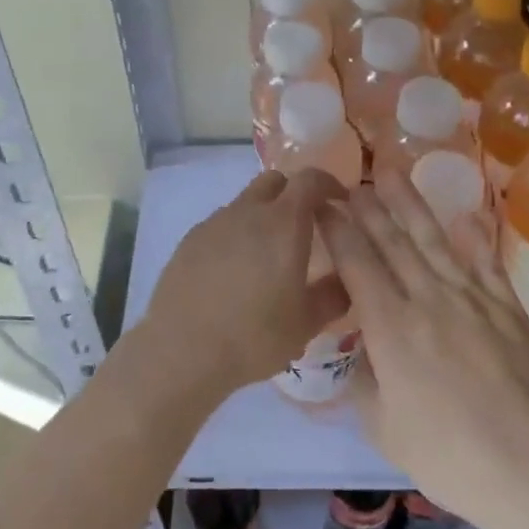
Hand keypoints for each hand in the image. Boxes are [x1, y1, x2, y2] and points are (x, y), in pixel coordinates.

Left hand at [133, 168, 350, 409]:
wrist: (182, 349)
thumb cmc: (254, 336)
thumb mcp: (306, 323)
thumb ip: (334, 295)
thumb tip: (346, 278)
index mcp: (283, 223)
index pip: (310, 179)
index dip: (329, 184)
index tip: (340, 202)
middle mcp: (248, 211)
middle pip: (275, 181)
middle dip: (294, 194)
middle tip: (305, 226)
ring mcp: (215, 222)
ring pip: (246, 202)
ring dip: (263, 215)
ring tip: (266, 256)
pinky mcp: (190, 239)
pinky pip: (222, 224)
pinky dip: (236, 234)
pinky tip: (234, 271)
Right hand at [320, 173, 528, 521]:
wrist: (527, 467)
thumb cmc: (445, 455)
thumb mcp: (382, 425)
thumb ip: (365, 381)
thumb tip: (363, 352)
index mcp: (390, 326)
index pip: (356, 263)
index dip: (337, 230)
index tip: (323, 205)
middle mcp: (427, 299)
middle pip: (392, 242)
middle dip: (369, 208)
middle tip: (353, 181)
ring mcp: (472, 299)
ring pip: (435, 241)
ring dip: (411, 205)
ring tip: (393, 174)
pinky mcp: (508, 310)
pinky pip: (487, 265)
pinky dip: (476, 239)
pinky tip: (467, 216)